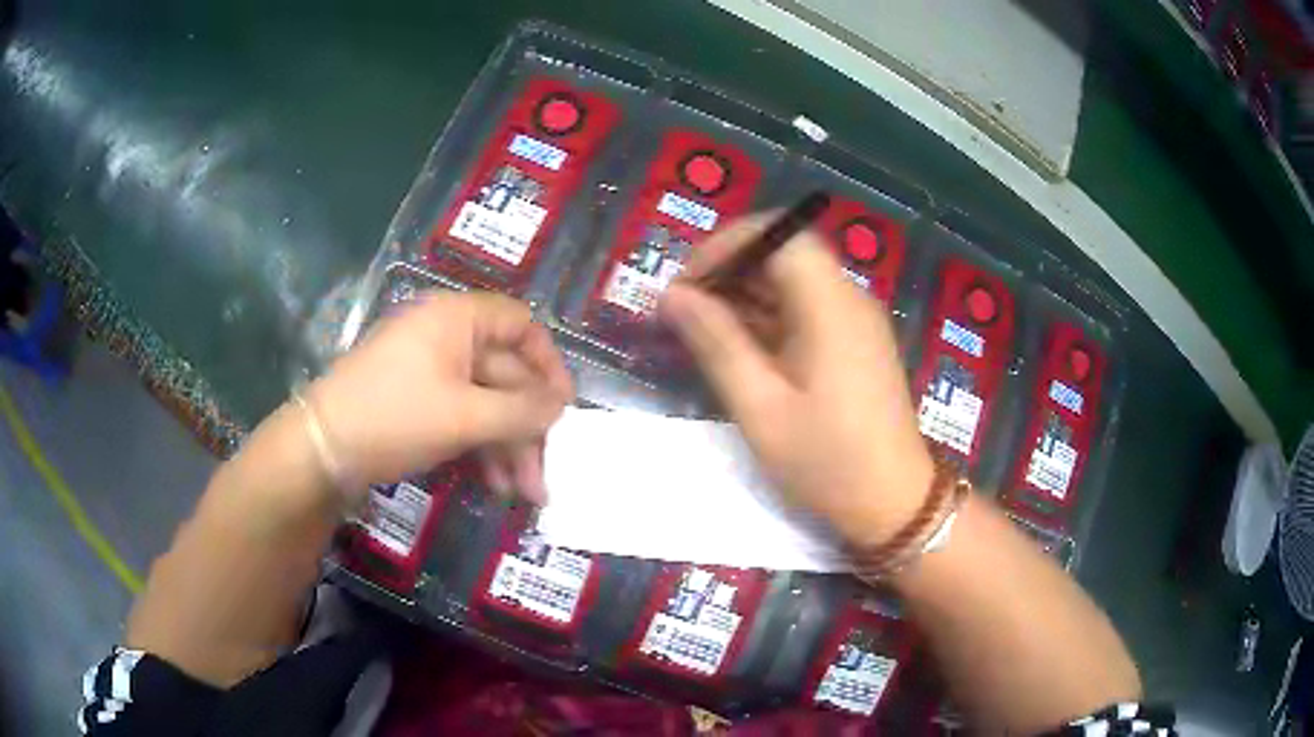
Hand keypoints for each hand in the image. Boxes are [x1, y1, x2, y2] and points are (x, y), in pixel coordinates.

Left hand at [307, 292, 572, 501]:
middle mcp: (446, 336)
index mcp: (457, 318)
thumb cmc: (395, 416)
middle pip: (505, 375)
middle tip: (544, 475)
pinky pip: (461, 417)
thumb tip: (562, 407)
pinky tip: (493, 484)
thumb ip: (522, 411)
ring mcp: (429, 371)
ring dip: (507, 446)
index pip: (521, 326)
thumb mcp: (465, 415)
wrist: (322, 450)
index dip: (549, 365)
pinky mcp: (416, 402)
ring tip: (522, 493)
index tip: (564, 409)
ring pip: (484, 402)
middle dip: (527, 427)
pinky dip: (480, 447)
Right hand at [660, 216, 933, 547]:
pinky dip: (767, 315)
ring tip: (699, 328)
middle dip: (729, 268)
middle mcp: (848, 298)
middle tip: (683, 308)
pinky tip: (737, 346)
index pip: (779, 233)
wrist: (892, 502)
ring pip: (792, 279)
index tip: (686, 283)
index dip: (727, 245)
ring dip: (744, 293)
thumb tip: (673, 296)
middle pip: (785, 251)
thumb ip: (717, 343)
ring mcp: (855, 319)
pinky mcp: (853, 341)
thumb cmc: (826, 461)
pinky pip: (805, 308)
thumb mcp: (761, 408)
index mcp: (831, 305)